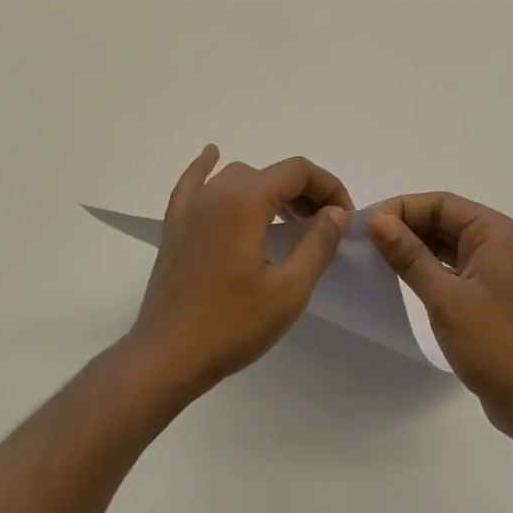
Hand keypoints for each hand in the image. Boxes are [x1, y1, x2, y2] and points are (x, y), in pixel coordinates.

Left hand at [128, 147, 352, 393]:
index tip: (344, 218)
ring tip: (288, 218)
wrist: (167, 355)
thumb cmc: (232, 324)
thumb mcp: (289, 289)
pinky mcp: (175, 225)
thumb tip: (334, 213)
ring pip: (237, 177)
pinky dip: (207, 168)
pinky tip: (212, 156)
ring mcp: (190, 207)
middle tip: (323, 225)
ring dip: (268, 189)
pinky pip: (193, 183)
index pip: (297, 171)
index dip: (328, 187)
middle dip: (303, 191)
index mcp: (245, 201)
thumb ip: (317, 244)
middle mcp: (215, 192)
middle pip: (269, 173)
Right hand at [367, 193, 512, 442]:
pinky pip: (452, 267)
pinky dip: (427, 268)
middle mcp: (498, 243)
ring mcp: (495, 269)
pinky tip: (400, 277)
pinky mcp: (489, 294)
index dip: (401, 208)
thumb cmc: (496, 344)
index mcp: (495, 232)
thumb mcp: (446, 297)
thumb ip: (410, 256)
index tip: (365, 224)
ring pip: (446, 244)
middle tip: (364, 241)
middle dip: (405, 226)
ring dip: (414, 247)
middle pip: (444, 219)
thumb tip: (377, 221)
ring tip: (374, 256)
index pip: (441, 203)